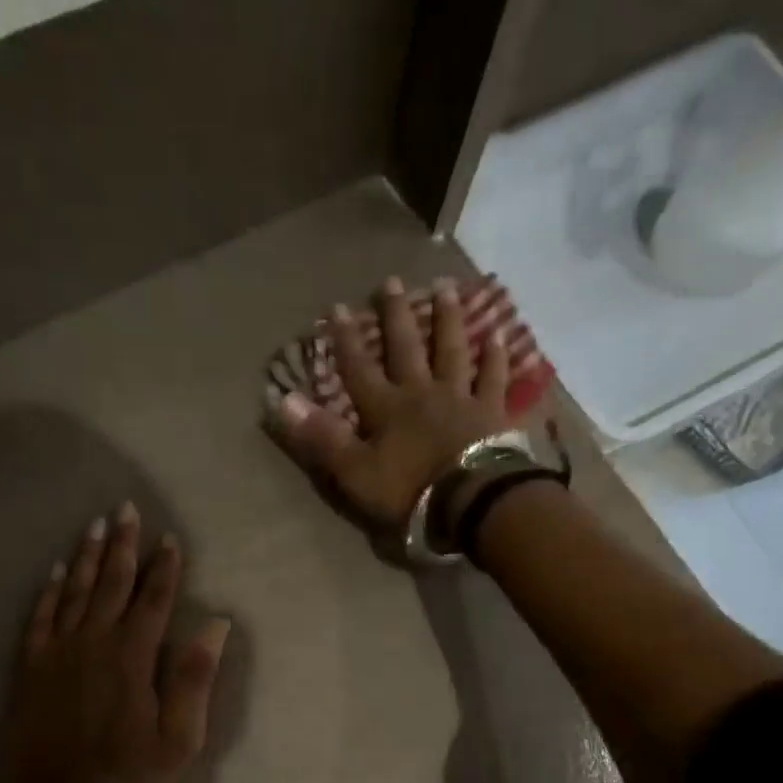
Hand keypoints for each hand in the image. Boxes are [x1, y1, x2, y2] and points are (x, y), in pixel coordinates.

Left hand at [0, 502, 229, 782]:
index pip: (153, 600)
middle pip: (111, 583)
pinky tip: (55, 572)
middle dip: (122, 545)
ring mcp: (57, 654)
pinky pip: (40, 618)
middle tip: (126, 508)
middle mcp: (93, 643)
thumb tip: (217, 625)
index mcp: (133, 657)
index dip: (164, 567)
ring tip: (94, 525)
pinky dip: (49, 592)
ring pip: (74, 592)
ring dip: (86, 557)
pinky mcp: (30, 670)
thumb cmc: (129, 777)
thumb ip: (196, 678)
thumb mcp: (180, 739)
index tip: (169, 538)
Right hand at [268, 276, 508, 529]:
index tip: (337, 308)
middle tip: (391, 281)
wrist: (471, 500)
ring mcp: (460, 398)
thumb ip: (321, 436)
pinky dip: (496, 357)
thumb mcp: (354, 470)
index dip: (346, 339)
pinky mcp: (491, 412)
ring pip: (452, 351)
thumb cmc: (408, 490)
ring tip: (446, 288)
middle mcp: (421, 392)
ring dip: (447, 320)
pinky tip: (499, 334)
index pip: (359, 368)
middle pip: (406, 348)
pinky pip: (494, 378)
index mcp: (386, 408)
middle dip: (396, 315)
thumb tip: (283, 400)